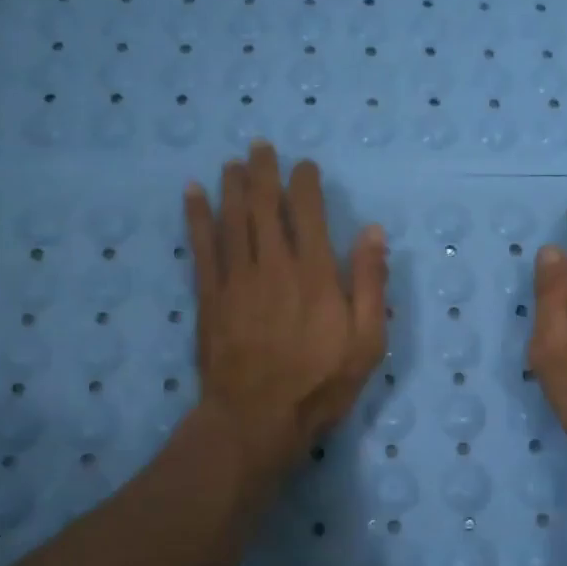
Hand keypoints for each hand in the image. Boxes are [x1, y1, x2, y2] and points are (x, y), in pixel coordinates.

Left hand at [183, 142, 387, 483]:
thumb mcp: (367, 341)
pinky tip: (192, 194)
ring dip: (232, 185)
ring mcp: (237, 279)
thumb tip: (373, 231)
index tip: (304, 166)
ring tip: (232, 162)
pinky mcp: (209, 296)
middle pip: (266, 206)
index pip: (309, 212)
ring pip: (233, 218)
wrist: (256, 418)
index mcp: (315, 274)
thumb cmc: (320, 383)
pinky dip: (196, 217)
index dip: (305, 183)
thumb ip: (371, 284)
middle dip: (264, 172)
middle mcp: (274, 265)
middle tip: (259, 146)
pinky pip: (201, 246)